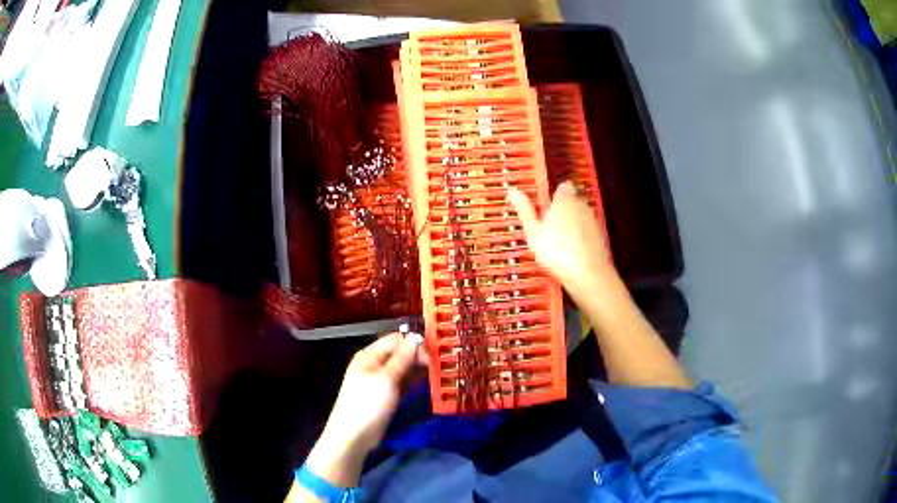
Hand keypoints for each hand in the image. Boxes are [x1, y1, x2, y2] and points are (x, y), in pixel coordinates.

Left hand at [305, 333, 427, 487]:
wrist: (354, 435)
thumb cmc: (368, 404)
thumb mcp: (386, 378)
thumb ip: (403, 358)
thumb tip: (416, 337)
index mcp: (370, 355)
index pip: (396, 340)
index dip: (414, 344)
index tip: (431, 357)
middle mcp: (375, 364)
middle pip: (400, 353)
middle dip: (418, 357)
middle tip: (436, 368)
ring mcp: (380, 381)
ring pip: (403, 369)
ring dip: (417, 370)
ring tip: (435, 375)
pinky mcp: (386, 395)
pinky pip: (401, 383)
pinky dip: (412, 382)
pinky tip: (425, 384)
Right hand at [507, 181, 623, 300]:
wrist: (588, 273)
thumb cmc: (556, 251)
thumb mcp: (533, 232)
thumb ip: (525, 210)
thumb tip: (512, 190)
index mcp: (564, 200)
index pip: (562, 186)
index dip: (554, 194)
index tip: (545, 206)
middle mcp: (582, 205)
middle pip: (572, 201)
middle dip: (563, 209)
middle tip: (548, 226)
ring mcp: (594, 221)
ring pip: (581, 216)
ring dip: (572, 224)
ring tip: (559, 242)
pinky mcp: (601, 236)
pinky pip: (588, 231)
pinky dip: (581, 237)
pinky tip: (572, 252)